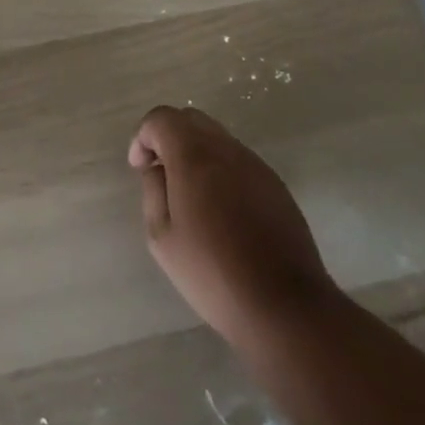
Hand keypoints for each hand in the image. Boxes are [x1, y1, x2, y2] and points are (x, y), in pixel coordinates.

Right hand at [129, 105, 337, 345]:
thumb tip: (158, 169)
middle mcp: (227, 150)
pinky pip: (239, 161)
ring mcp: (257, 166)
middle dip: (169, 137)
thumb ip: (153, 191)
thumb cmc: (213, 272)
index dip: (143, 137)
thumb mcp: (162, 237)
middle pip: (191, 119)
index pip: (162, 119)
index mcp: (194, 156)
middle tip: (160, 174)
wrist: (285, 305)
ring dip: (196, 153)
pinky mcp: (276, 186)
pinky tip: (221, 211)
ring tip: (190, 195)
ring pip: (218, 139)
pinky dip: (220, 170)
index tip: (140, 168)